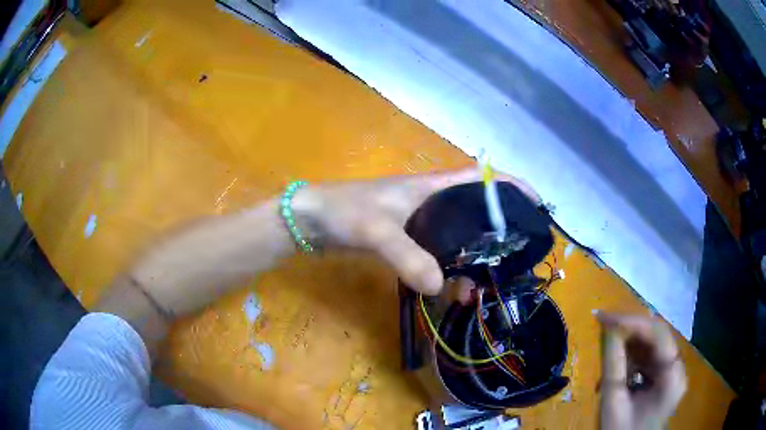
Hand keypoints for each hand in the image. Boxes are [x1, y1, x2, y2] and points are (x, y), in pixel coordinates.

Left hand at [291, 168, 538, 294]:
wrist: (309, 220)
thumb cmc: (342, 211)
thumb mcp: (376, 229)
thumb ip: (407, 256)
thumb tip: (441, 288)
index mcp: (431, 187)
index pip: (481, 178)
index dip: (511, 185)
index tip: (537, 203)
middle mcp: (431, 201)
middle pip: (476, 209)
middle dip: (499, 228)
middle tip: (516, 255)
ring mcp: (418, 221)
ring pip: (458, 235)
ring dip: (474, 254)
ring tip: (487, 280)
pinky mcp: (406, 239)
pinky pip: (438, 251)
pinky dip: (450, 266)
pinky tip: (453, 286)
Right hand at [597, 312, 686, 429]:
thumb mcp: (614, 402)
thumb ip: (614, 366)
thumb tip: (609, 331)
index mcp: (672, 376)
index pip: (659, 335)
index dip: (633, 322)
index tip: (606, 318)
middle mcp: (678, 368)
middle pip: (657, 337)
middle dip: (630, 330)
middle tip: (604, 325)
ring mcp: (673, 373)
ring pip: (653, 346)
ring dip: (630, 344)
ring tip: (607, 349)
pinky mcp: (665, 378)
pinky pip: (650, 358)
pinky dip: (633, 358)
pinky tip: (618, 367)